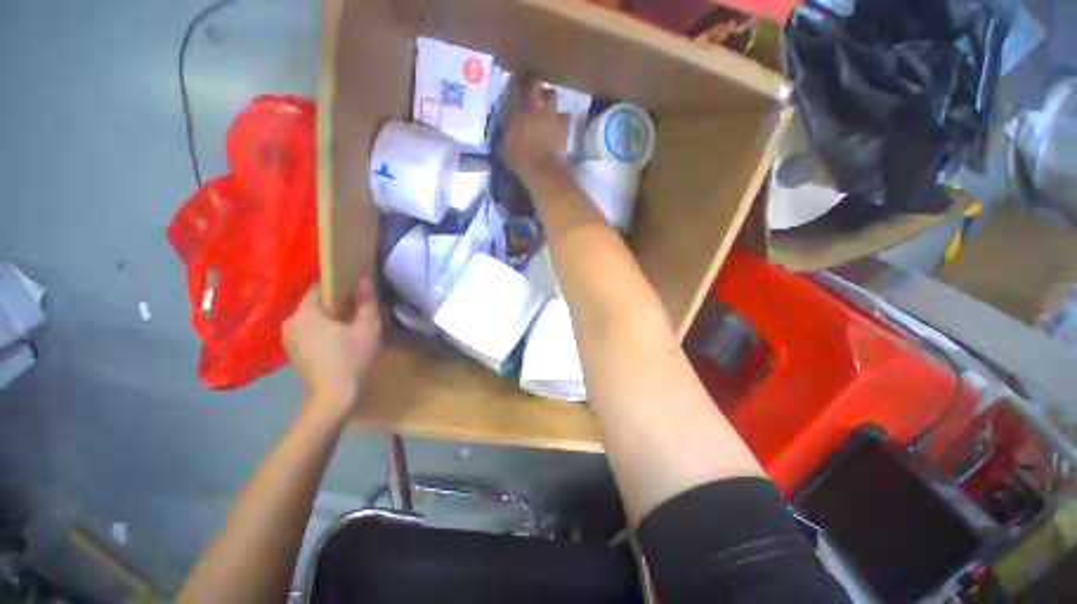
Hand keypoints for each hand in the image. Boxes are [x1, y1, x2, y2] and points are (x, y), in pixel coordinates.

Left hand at [283, 279, 381, 420]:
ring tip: (348, 327)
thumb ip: (367, 301)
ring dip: (327, 319)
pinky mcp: (291, 353)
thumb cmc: (352, 358)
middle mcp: (290, 322)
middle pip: (314, 304)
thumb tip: (366, 279)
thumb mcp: (368, 328)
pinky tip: (336, 343)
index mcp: (305, 313)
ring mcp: (287, 340)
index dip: (339, 286)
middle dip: (334, 304)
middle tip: (356, 311)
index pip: (319, 287)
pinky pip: (306, 333)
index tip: (356, 292)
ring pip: (310, 319)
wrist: (334, 396)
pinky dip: (320, 332)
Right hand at [501, 78, 572, 190]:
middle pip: (535, 85)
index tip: (515, 79)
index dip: (515, 82)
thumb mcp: (504, 150)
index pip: (514, 90)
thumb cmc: (520, 162)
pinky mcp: (562, 126)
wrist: (542, 170)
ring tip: (548, 100)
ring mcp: (550, 116)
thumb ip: (504, 136)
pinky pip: (566, 115)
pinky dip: (564, 117)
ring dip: (549, 96)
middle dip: (534, 83)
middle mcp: (534, 109)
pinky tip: (561, 120)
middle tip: (533, 87)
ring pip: (552, 95)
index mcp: (517, 114)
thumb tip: (504, 131)